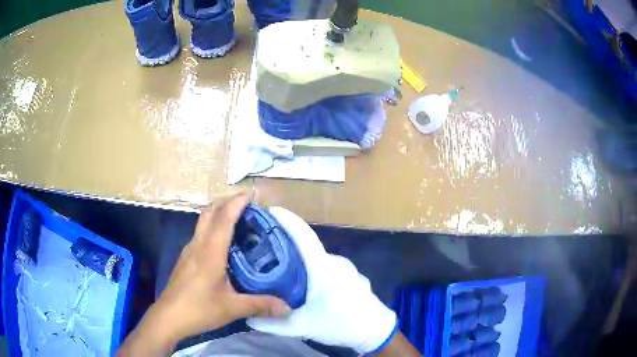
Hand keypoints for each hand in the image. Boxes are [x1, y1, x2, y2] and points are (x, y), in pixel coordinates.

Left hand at [118, 192, 289, 355]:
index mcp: (210, 252)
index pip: (224, 218)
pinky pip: (200, 234)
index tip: (252, 193)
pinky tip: (222, 246)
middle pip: (209, 212)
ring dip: (219, 214)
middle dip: (227, 202)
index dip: (237, 202)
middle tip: (247, 205)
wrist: (168, 317)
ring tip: (238, 223)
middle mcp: (198, 245)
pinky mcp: (185, 259)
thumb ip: (260, 305)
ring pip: (203, 222)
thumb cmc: (199, 309)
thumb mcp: (232, 308)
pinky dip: (213, 229)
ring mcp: (189, 251)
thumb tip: (287, 308)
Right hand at [247, 207, 398, 354]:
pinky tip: (310, 290)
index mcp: (323, 267)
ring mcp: (348, 269)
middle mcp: (336, 261)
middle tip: (267, 255)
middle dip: (288, 250)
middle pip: (308, 249)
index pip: (303, 235)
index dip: (287, 220)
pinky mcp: (354, 278)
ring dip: (303, 266)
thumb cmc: (339, 324)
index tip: (271, 211)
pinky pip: (330, 269)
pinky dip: (316, 273)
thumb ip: (272, 324)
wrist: (375, 332)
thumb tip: (249, 318)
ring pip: (319, 262)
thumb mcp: (301, 326)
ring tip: (285, 276)